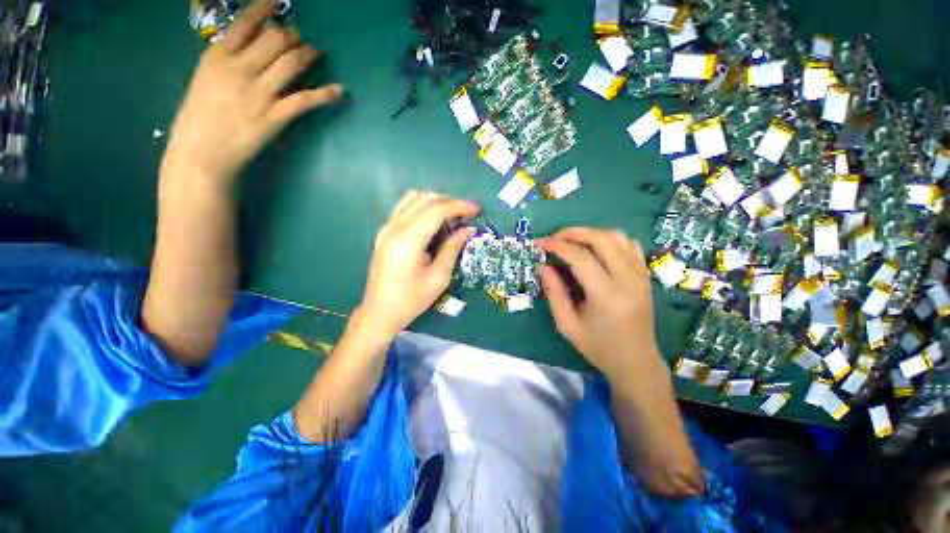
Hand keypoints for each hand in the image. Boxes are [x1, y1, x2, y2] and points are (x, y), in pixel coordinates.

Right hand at [163, 0, 342, 188]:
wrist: (202, 151)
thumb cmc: (202, 116)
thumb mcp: (207, 78)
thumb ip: (229, 60)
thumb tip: (256, 49)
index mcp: (217, 56)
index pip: (246, 23)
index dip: (266, 9)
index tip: (280, 2)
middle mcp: (239, 69)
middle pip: (275, 40)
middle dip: (292, 36)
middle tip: (300, 40)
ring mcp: (258, 93)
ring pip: (290, 63)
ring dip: (307, 55)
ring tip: (317, 52)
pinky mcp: (274, 117)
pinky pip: (304, 100)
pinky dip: (325, 94)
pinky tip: (339, 90)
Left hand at [359, 191, 479, 337]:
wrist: (380, 311)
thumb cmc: (412, 299)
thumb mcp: (439, 277)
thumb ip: (453, 248)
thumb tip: (469, 229)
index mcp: (409, 240)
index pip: (436, 210)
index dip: (459, 206)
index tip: (476, 210)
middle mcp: (395, 227)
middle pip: (425, 199)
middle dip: (450, 201)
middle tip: (467, 214)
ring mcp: (386, 228)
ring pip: (412, 198)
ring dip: (435, 201)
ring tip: (452, 215)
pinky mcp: (384, 232)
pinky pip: (404, 207)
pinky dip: (422, 206)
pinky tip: (433, 220)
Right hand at [538, 227, 664, 381]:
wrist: (636, 362)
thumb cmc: (598, 347)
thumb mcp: (567, 325)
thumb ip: (554, 293)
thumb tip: (543, 266)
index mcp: (606, 295)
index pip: (580, 257)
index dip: (557, 246)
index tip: (540, 244)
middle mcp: (628, 280)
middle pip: (602, 239)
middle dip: (573, 233)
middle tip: (554, 239)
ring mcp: (640, 275)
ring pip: (618, 237)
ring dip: (591, 233)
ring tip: (572, 242)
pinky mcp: (645, 275)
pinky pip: (629, 245)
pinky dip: (609, 239)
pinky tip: (596, 248)